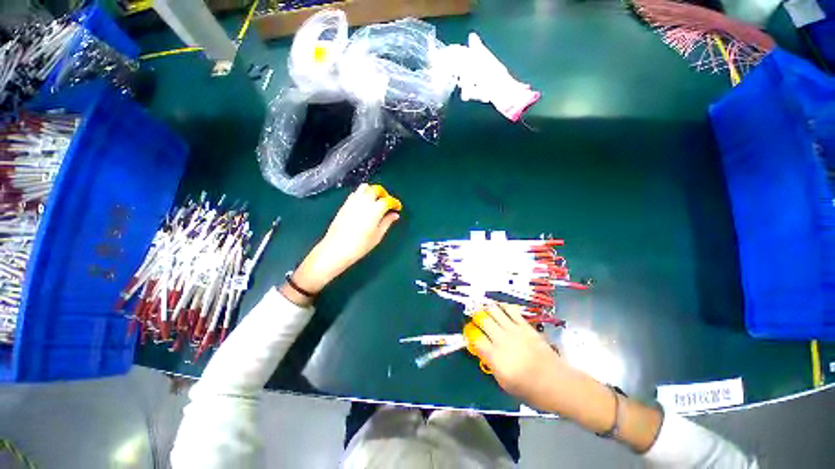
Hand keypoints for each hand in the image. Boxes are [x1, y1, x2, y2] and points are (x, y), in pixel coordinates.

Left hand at [291, 183, 401, 296]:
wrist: (336, 248)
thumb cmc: (360, 245)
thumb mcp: (378, 235)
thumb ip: (387, 222)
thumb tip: (395, 215)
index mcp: (375, 209)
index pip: (388, 200)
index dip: (395, 202)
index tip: (397, 208)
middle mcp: (364, 201)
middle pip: (376, 189)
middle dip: (384, 194)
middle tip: (387, 203)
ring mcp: (352, 201)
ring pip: (364, 187)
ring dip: (372, 191)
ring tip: (375, 202)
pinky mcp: (344, 204)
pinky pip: (355, 193)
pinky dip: (362, 195)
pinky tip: (363, 205)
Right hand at [468, 303, 568, 410]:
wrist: (557, 383)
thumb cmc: (530, 389)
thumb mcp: (504, 383)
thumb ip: (491, 364)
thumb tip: (482, 350)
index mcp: (495, 356)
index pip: (476, 338)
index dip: (470, 334)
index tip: (470, 334)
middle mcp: (502, 339)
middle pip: (483, 320)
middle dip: (476, 318)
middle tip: (475, 320)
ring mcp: (514, 330)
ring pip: (494, 310)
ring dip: (487, 309)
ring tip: (485, 312)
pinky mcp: (525, 326)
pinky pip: (511, 310)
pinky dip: (503, 308)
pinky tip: (501, 310)